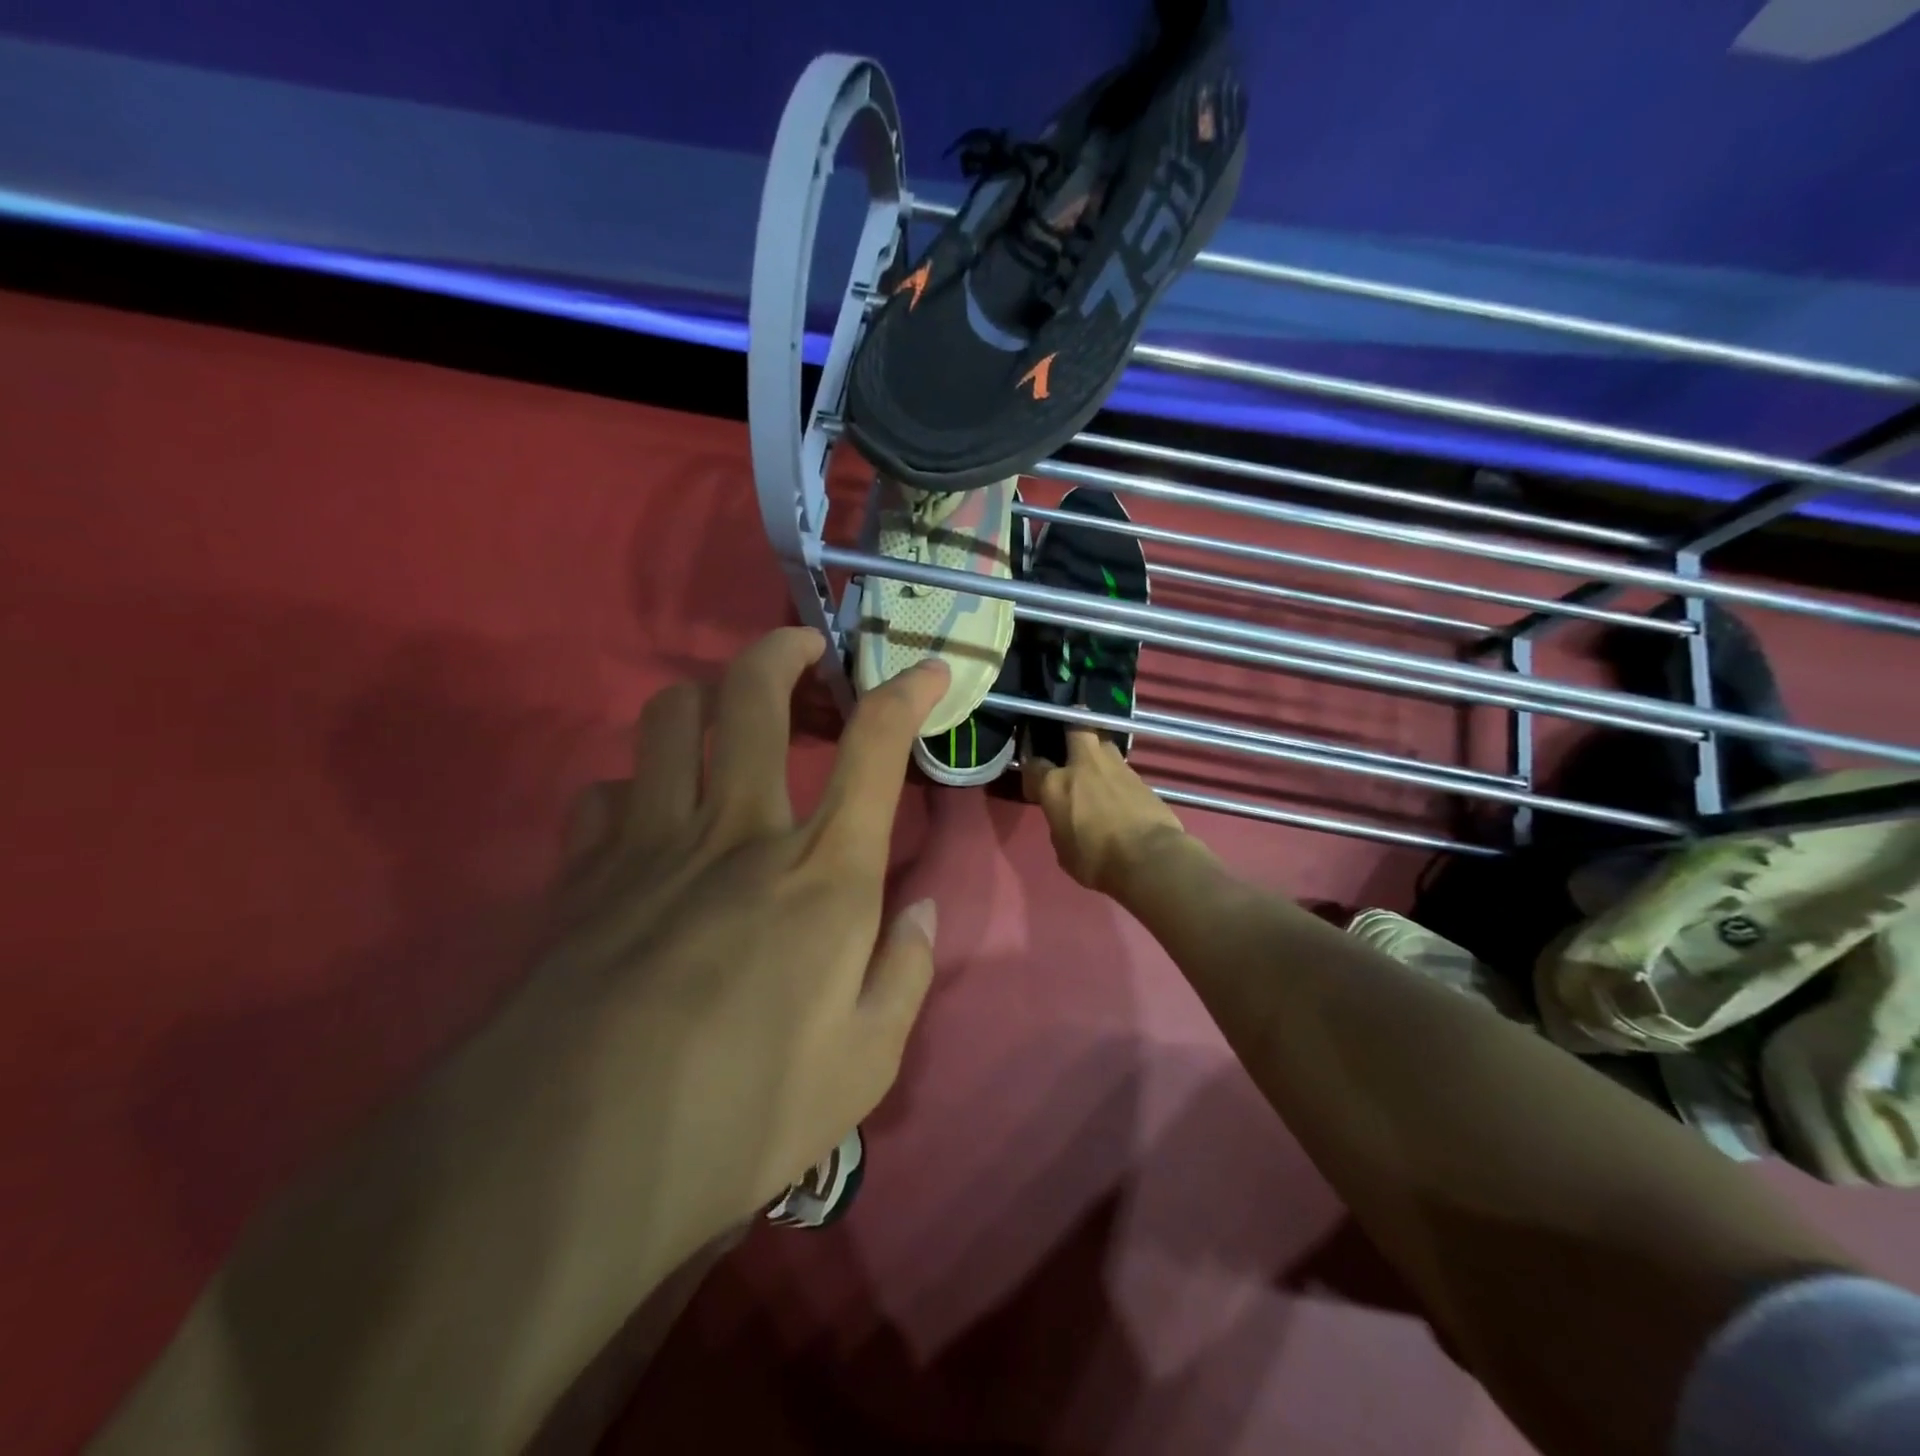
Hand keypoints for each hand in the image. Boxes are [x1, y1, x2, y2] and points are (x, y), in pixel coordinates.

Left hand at [542, 627, 947, 1257]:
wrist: (567, 1162)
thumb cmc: (741, 1113)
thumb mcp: (864, 1065)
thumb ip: (904, 974)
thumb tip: (919, 914)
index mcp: (822, 872)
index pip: (876, 747)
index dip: (908, 693)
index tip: (928, 669)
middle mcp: (739, 831)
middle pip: (752, 694)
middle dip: (783, 649)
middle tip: (804, 648)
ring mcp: (651, 844)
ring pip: (669, 717)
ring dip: (704, 695)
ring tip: (726, 714)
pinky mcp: (583, 875)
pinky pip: (603, 792)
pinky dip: (631, 788)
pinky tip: (643, 817)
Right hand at [1022, 728, 1187, 894]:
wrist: (1150, 858)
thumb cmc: (1096, 860)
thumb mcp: (1064, 850)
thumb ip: (1060, 825)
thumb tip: (1066, 818)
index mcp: (1056, 785)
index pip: (1034, 765)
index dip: (1032, 771)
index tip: (1035, 783)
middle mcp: (1083, 765)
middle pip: (1075, 727)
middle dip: (1070, 729)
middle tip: (1068, 745)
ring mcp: (1115, 767)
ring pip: (1102, 743)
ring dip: (1096, 751)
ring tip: (1096, 769)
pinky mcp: (1140, 777)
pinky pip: (1122, 767)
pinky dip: (1116, 775)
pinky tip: (1117, 791)